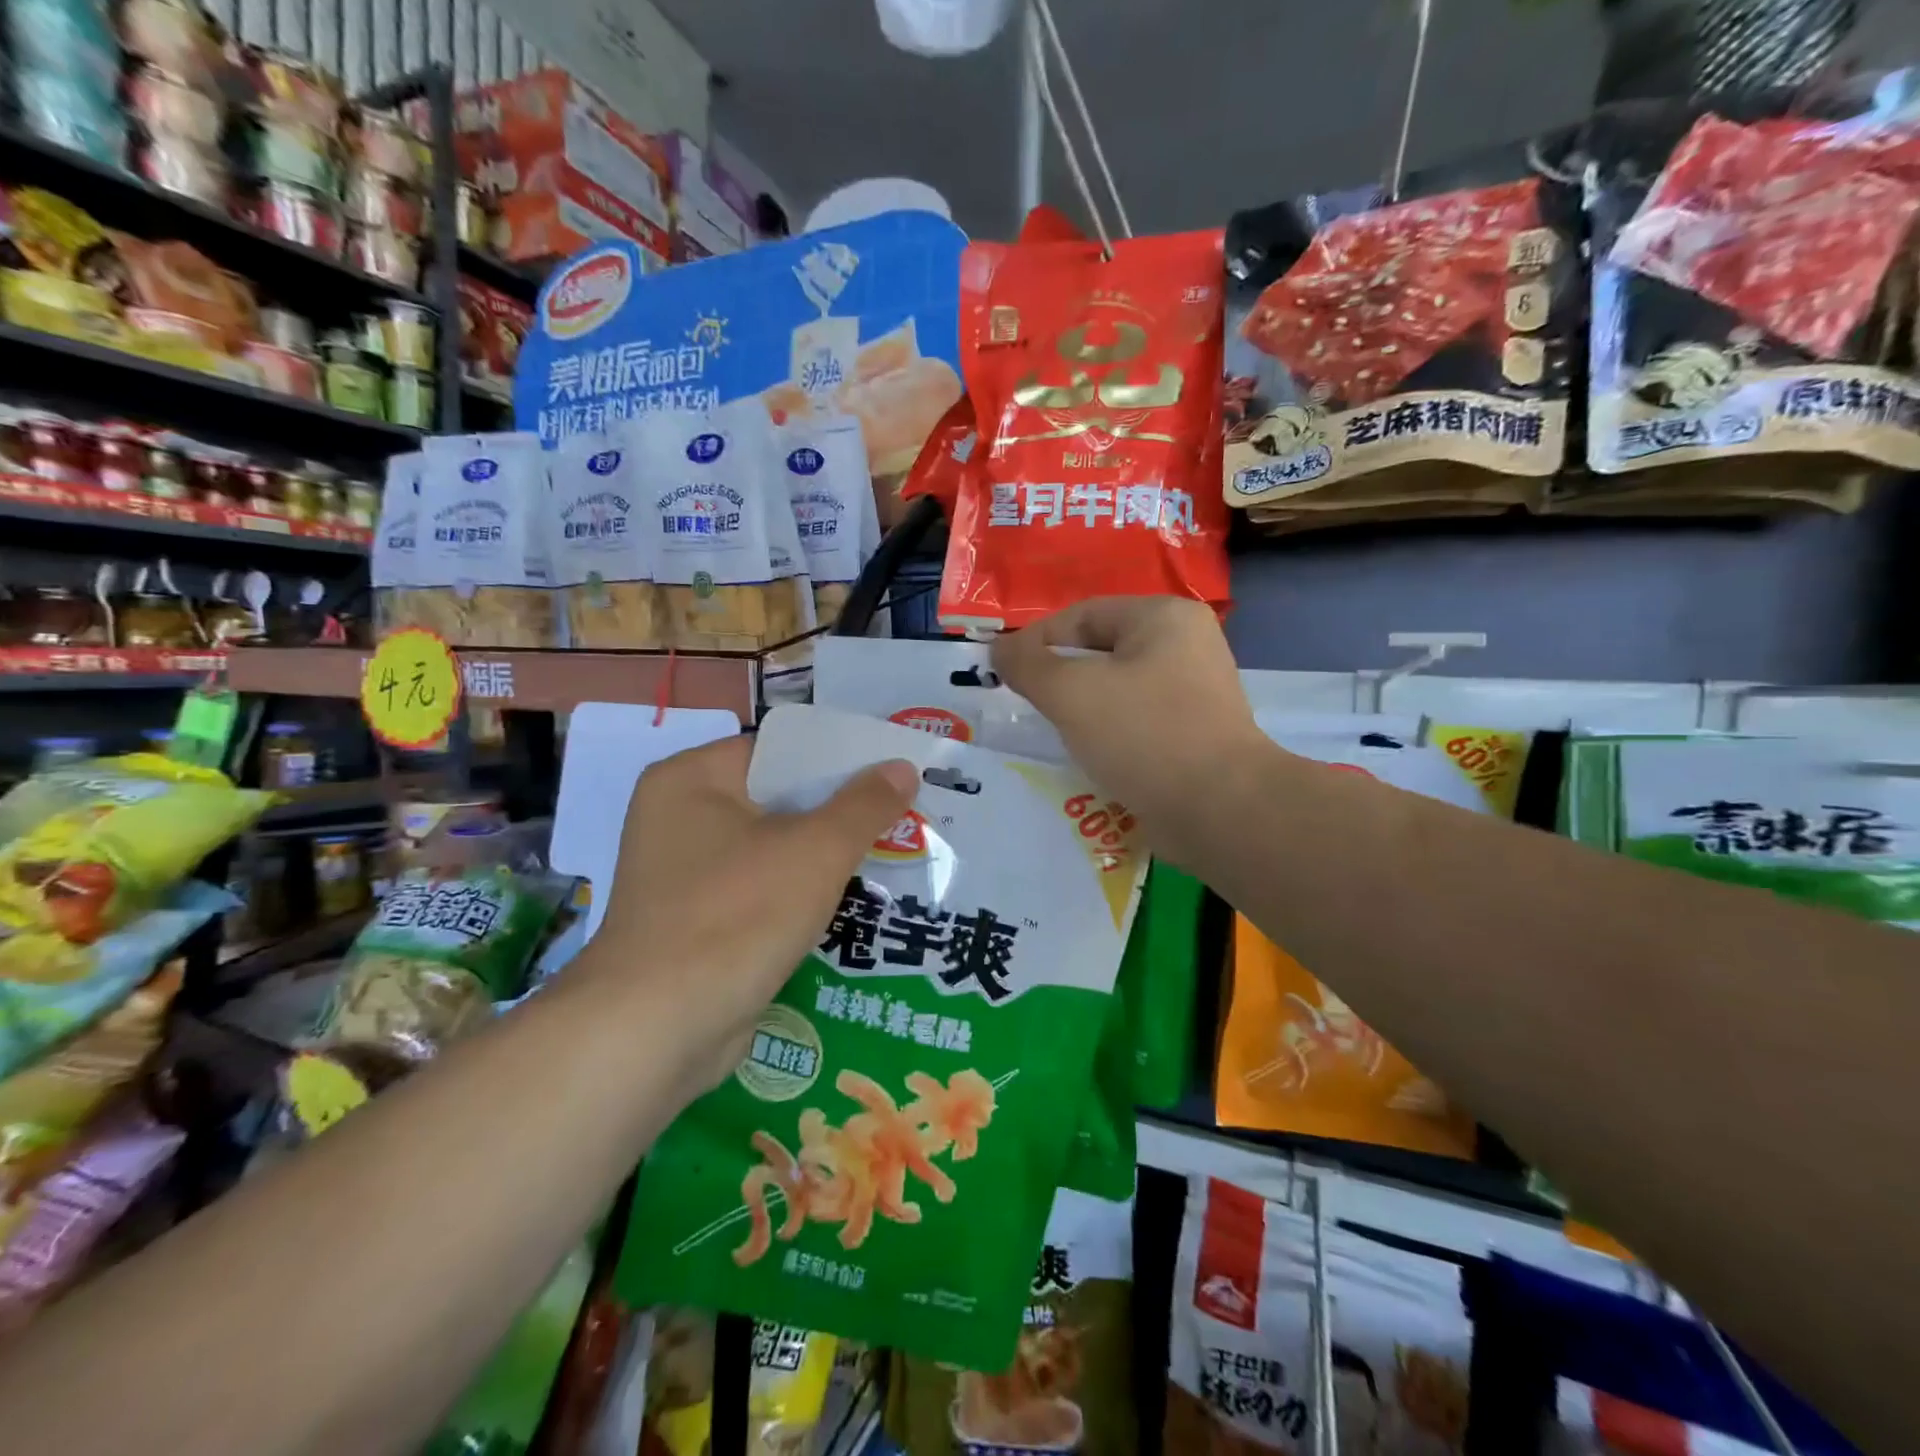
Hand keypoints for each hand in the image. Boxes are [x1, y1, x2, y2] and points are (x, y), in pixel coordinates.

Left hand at [591, 736, 916, 1094]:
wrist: (657, 1030)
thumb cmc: (737, 916)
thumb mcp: (816, 851)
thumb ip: (865, 804)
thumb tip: (902, 767)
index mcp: (691, 779)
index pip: (779, 750)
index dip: (839, 758)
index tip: (890, 772)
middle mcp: (677, 817)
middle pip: (776, 799)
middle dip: (838, 811)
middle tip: (901, 814)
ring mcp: (682, 873)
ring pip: (771, 848)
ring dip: (822, 856)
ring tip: (888, 854)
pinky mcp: (693, 921)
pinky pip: (758, 889)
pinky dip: (797, 893)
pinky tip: (848, 902)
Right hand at [991, 596, 1269, 868]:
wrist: (1219, 809)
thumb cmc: (1143, 735)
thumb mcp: (1071, 693)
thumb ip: (1027, 665)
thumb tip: (999, 649)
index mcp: (1163, 617)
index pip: (1082, 615)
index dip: (1036, 641)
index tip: (1003, 673)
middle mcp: (1186, 644)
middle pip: (1101, 650)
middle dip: (1059, 677)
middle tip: (1026, 704)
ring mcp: (1195, 690)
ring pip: (1117, 688)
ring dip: (1081, 708)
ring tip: (1054, 732)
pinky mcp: (1195, 732)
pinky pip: (1137, 720)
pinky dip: (1108, 732)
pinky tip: (1089, 755)